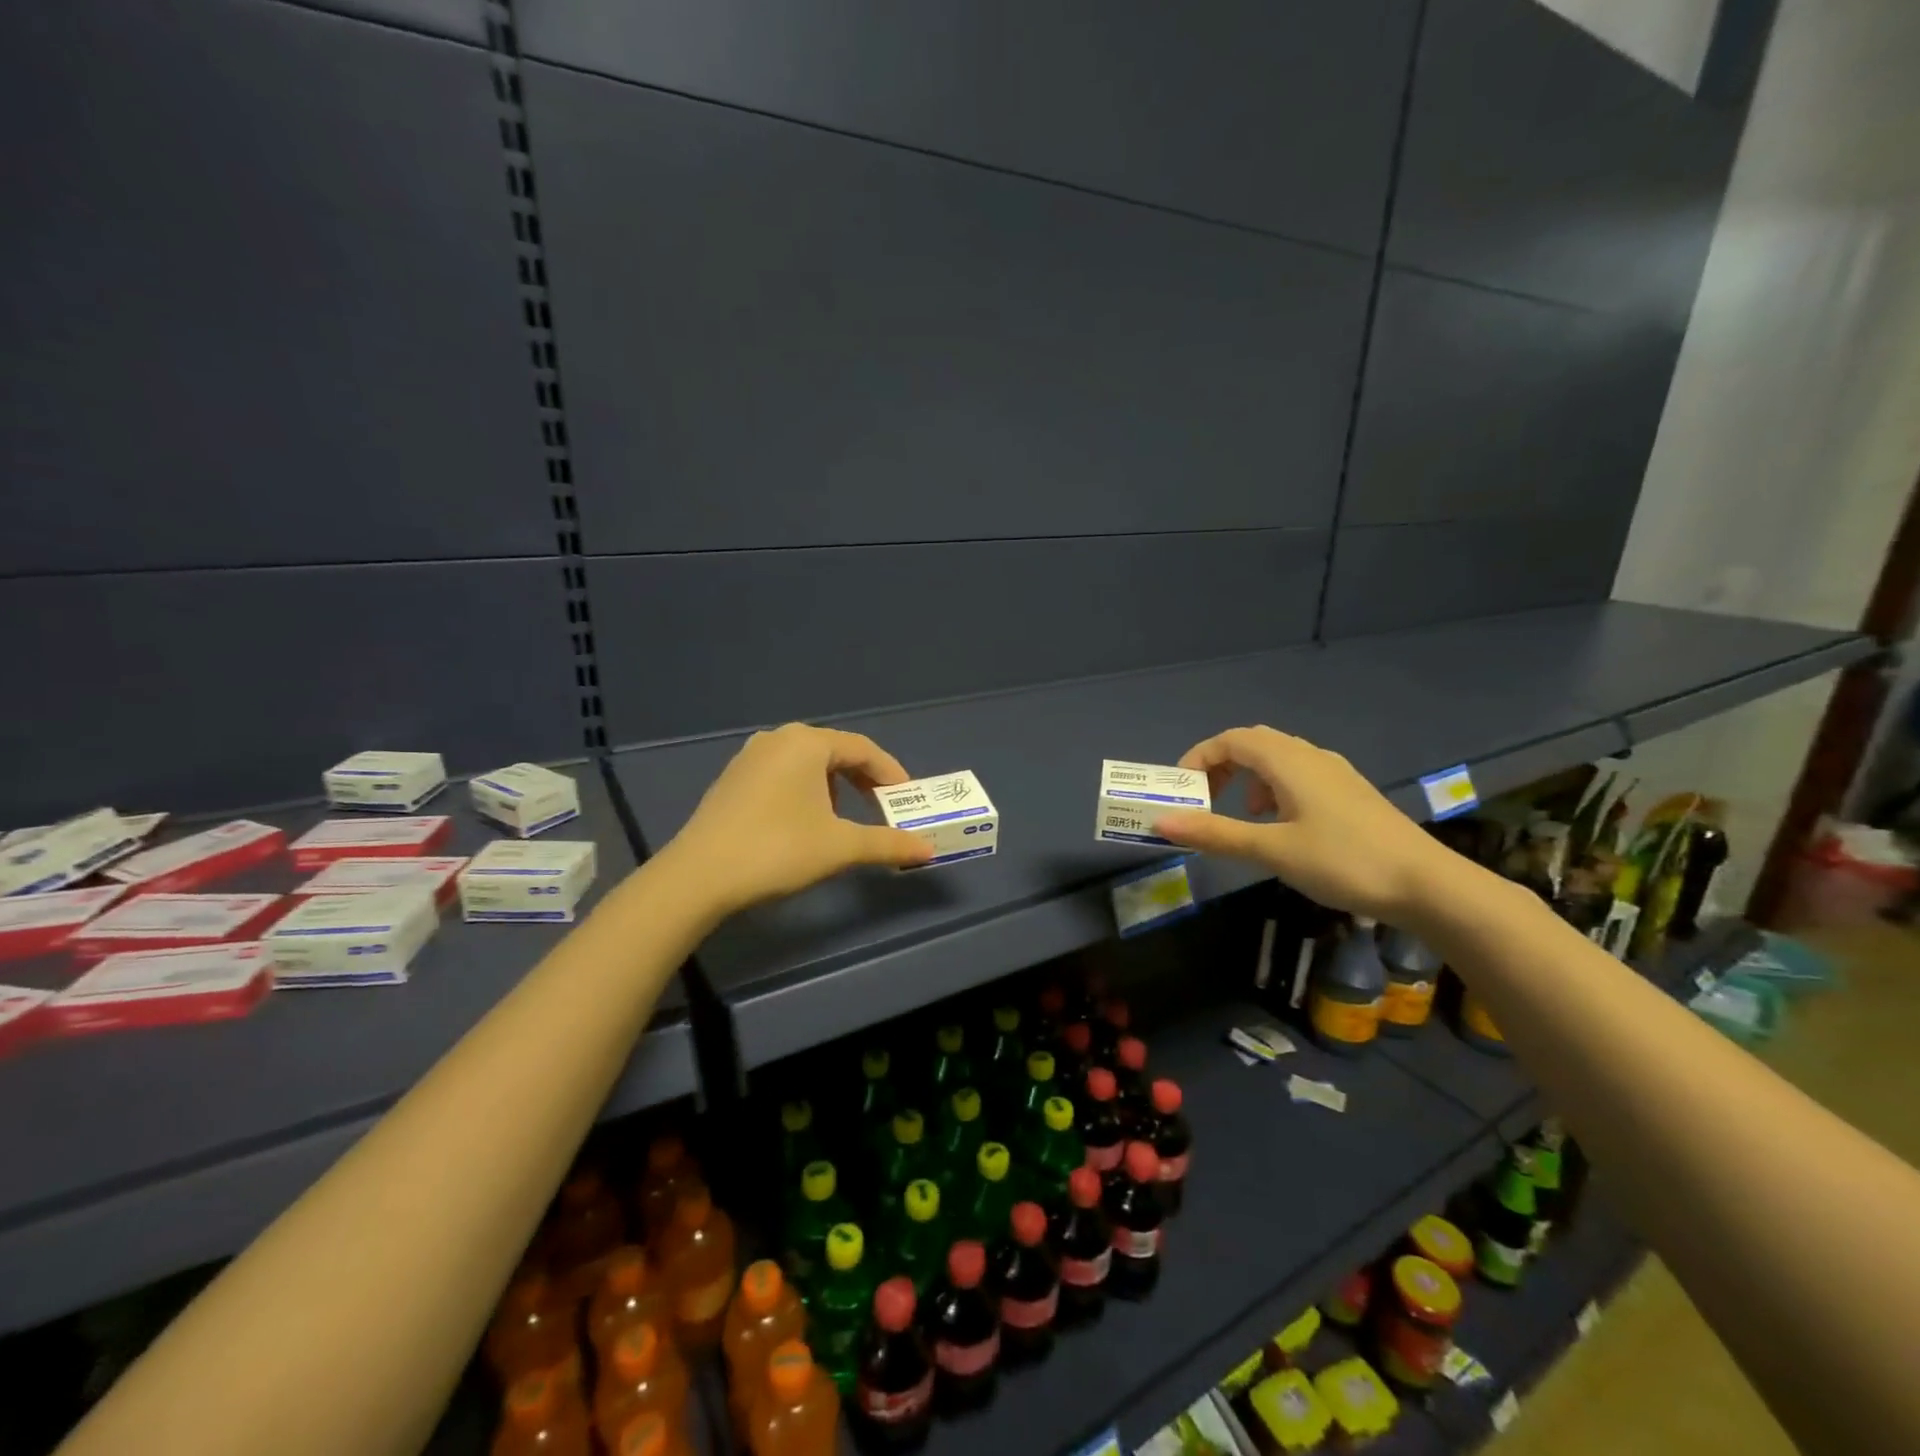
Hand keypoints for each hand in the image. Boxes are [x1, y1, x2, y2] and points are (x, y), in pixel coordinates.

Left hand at [661, 723, 931, 915]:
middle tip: (882, 808)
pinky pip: (783, 775)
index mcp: (807, 742)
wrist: (699, 877)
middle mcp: (777, 739)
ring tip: (845, 818)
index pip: (863, 749)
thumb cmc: (778, 849)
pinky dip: (806, 792)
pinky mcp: (732, 780)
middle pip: (835, 752)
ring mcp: (749, 757)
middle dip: (863, 780)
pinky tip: (804, 823)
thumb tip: (928, 849)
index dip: (891, 774)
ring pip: (807, 764)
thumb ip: (888, 843)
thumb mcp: (840, 846)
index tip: (908, 801)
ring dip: (835, 787)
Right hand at [1152, 726, 1444, 920]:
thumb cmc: (1344, 861)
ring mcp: (1335, 774)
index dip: (1199, 758)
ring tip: (1241, 816)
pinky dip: (1274, 789)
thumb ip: (1215, 834)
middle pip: (1253, 744)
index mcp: (1289, 762)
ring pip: (1278, 759)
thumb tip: (1161, 822)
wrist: (1428, 885)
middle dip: (1221, 766)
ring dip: (1248, 778)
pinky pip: (1299, 775)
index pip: (1231, 740)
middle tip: (1204, 800)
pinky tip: (1281, 825)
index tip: (1181, 790)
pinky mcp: (1350, 793)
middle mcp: (1311, 757)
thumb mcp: (1272, 850)